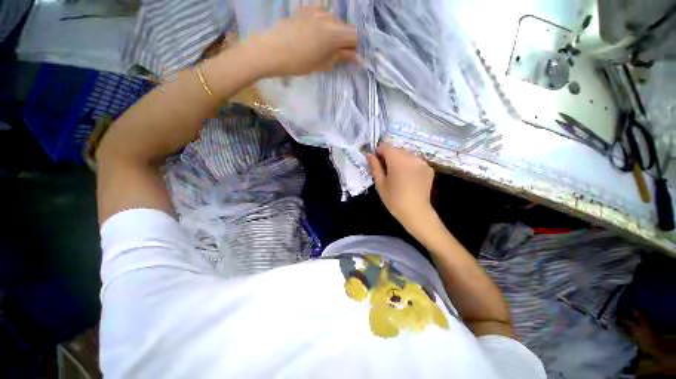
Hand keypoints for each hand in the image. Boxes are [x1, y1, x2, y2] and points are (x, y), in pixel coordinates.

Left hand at [247, 6, 357, 77]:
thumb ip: (342, 57)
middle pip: (345, 27)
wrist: (272, 50)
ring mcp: (316, 10)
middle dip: (346, 40)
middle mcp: (328, 16)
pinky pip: (322, 16)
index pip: (355, 35)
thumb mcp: (323, 64)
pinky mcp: (306, 8)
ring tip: (324, 46)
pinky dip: (324, 26)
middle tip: (339, 54)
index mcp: (334, 32)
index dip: (356, 46)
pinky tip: (315, 36)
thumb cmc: (299, 62)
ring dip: (335, 33)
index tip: (352, 56)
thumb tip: (357, 57)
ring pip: (334, 21)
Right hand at [367, 143, 436, 233]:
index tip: (377, 161)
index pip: (386, 147)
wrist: (416, 212)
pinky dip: (410, 165)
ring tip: (398, 175)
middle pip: (397, 150)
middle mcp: (411, 157)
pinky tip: (408, 178)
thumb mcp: (380, 183)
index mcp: (398, 161)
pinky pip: (415, 161)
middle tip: (386, 170)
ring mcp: (422, 162)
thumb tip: (369, 155)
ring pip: (407, 155)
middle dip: (389, 156)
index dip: (379, 151)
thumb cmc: (394, 199)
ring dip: (400, 160)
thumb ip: (375, 167)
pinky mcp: (429, 168)